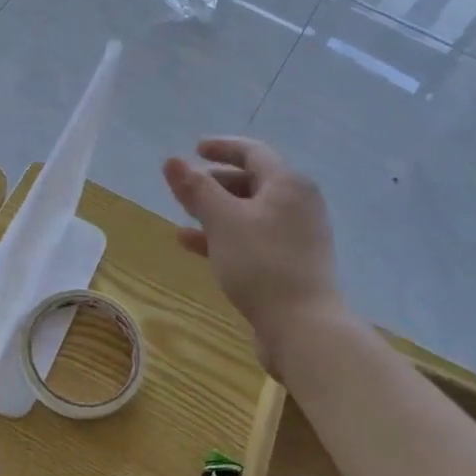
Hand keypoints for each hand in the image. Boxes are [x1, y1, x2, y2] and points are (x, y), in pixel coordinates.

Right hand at [163, 137, 342, 357]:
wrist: (303, 328)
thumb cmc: (261, 263)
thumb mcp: (222, 221)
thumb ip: (196, 189)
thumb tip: (172, 161)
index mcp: (288, 184)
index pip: (253, 152)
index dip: (222, 147)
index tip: (195, 148)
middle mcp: (298, 204)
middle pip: (253, 182)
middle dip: (216, 182)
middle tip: (185, 187)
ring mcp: (297, 237)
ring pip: (250, 213)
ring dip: (216, 211)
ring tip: (184, 214)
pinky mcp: (290, 264)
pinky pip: (252, 238)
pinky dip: (224, 236)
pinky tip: (191, 244)